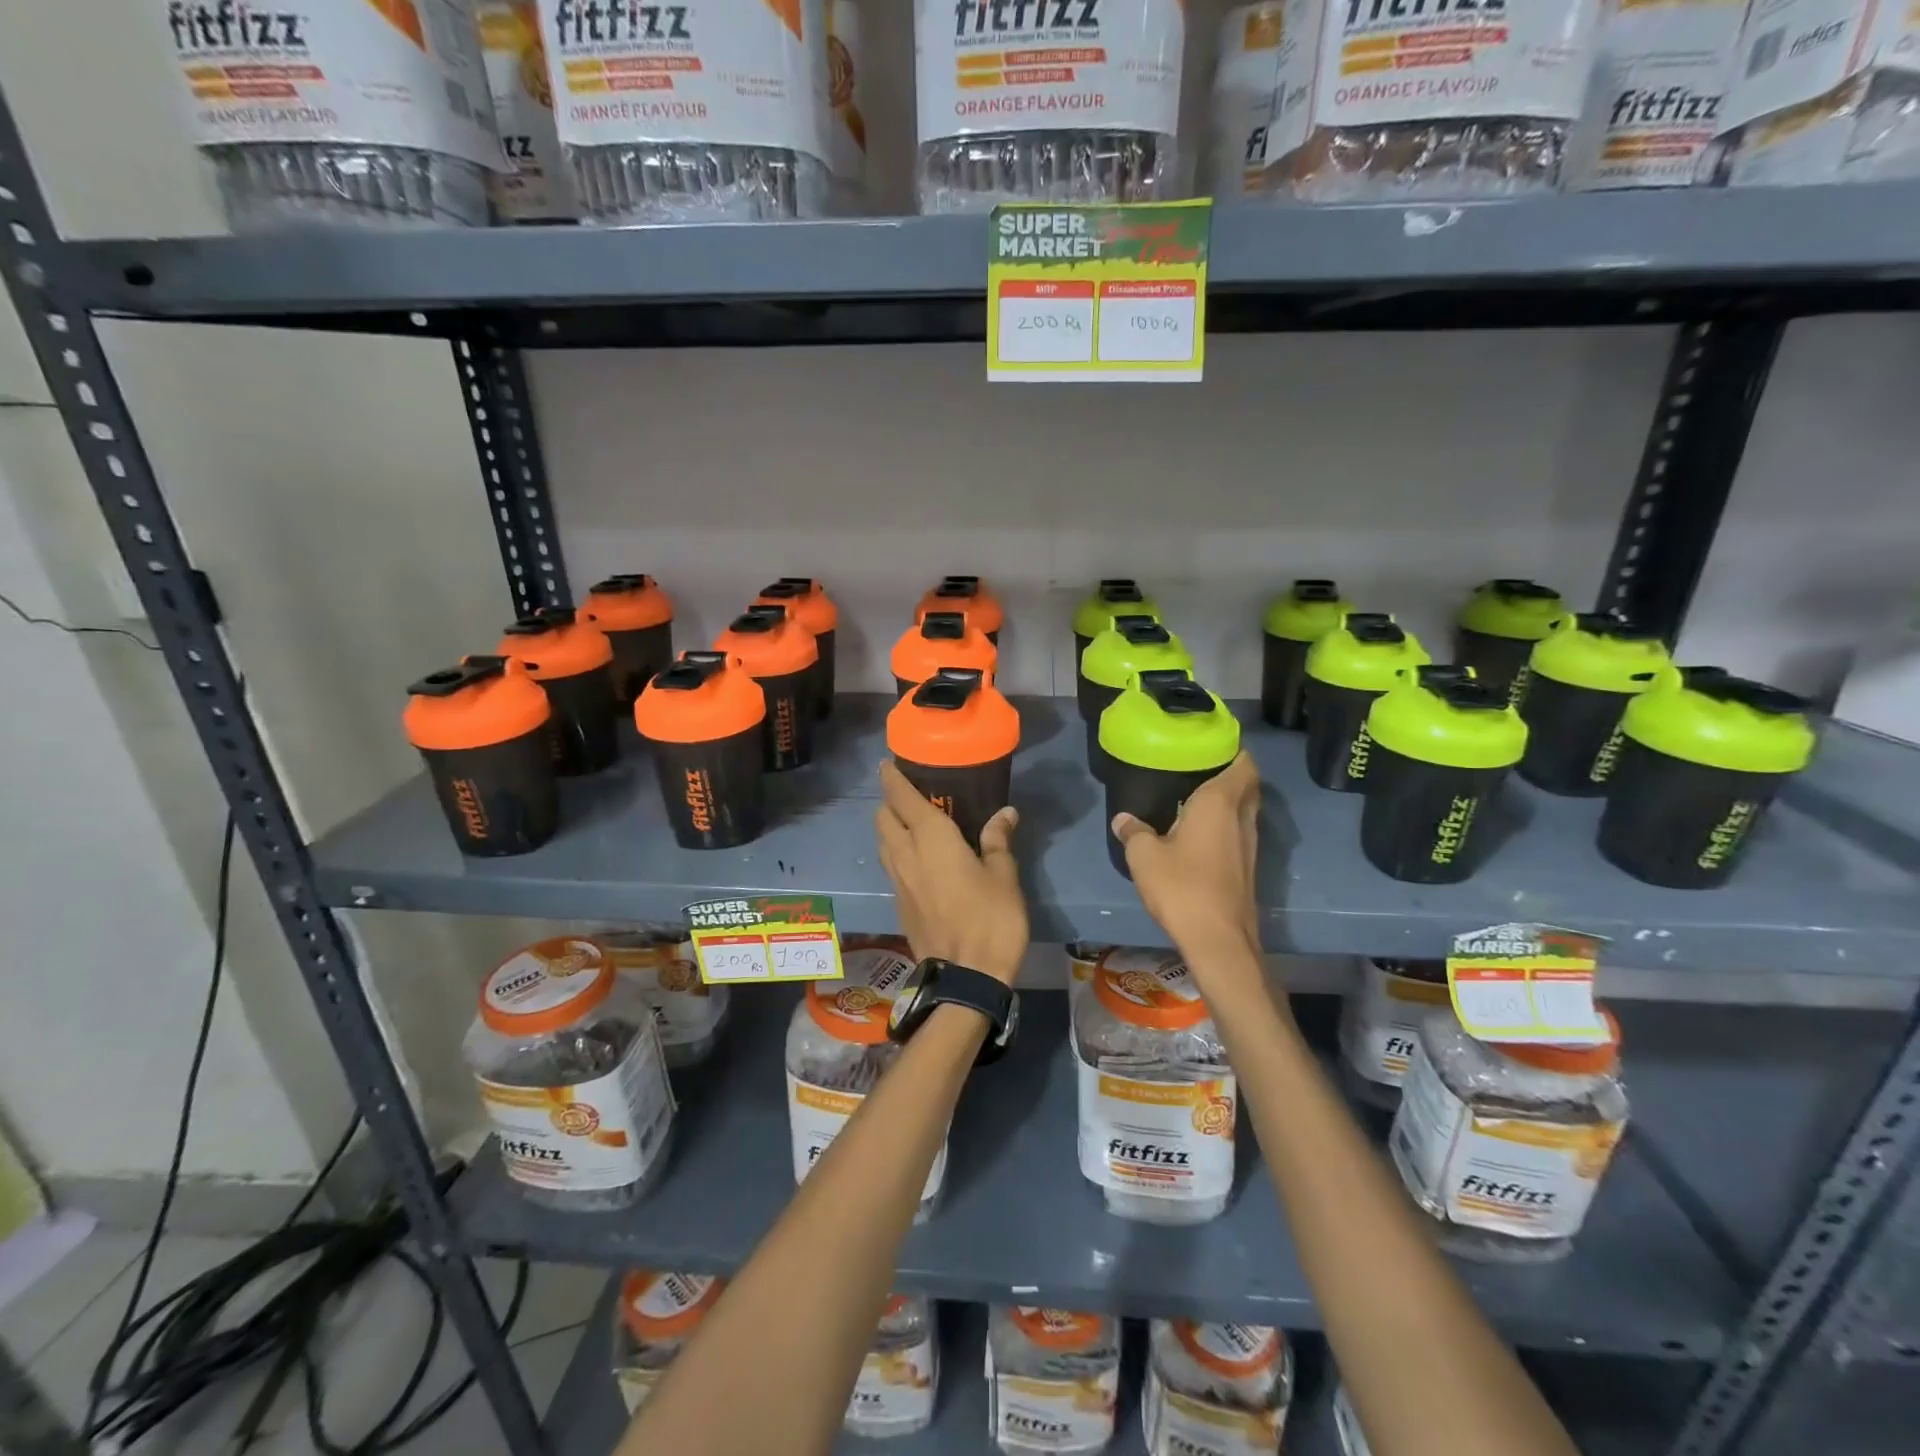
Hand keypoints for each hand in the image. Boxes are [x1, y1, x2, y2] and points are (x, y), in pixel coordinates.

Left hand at [874, 762, 1027, 984]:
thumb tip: (1004, 813)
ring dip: (890, 827)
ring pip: (882, 843)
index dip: (891, 778)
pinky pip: (889, 866)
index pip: (901, 797)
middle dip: (889, 801)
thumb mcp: (1004, 876)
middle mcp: (906, 854)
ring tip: (911, 824)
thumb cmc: (990, 919)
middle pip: (883, 817)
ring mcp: (897, 881)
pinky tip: (917, 860)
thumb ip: (998, 840)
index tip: (888, 764)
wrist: (965, 977)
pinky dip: (896, 852)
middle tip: (910, 795)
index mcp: (931, 838)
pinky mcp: (898, 904)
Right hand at [1112, 752, 1261, 964]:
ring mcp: (1250, 844)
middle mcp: (1242, 818)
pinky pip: (1240, 832)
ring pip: (1245, 810)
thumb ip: (1134, 832)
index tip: (1209, 746)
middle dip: (1230, 774)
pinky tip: (1200, 834)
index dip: (1233, 751)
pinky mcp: (1249, 868)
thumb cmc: (1182, 887)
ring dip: (1229, 801)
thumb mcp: (1144, 857)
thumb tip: (1123, 819)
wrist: (1219, 940)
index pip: (1243, 764)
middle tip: (1198, 770)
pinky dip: (1227, 825)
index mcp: (1219, 803)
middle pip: (1247, 785)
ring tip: (1195, 798)